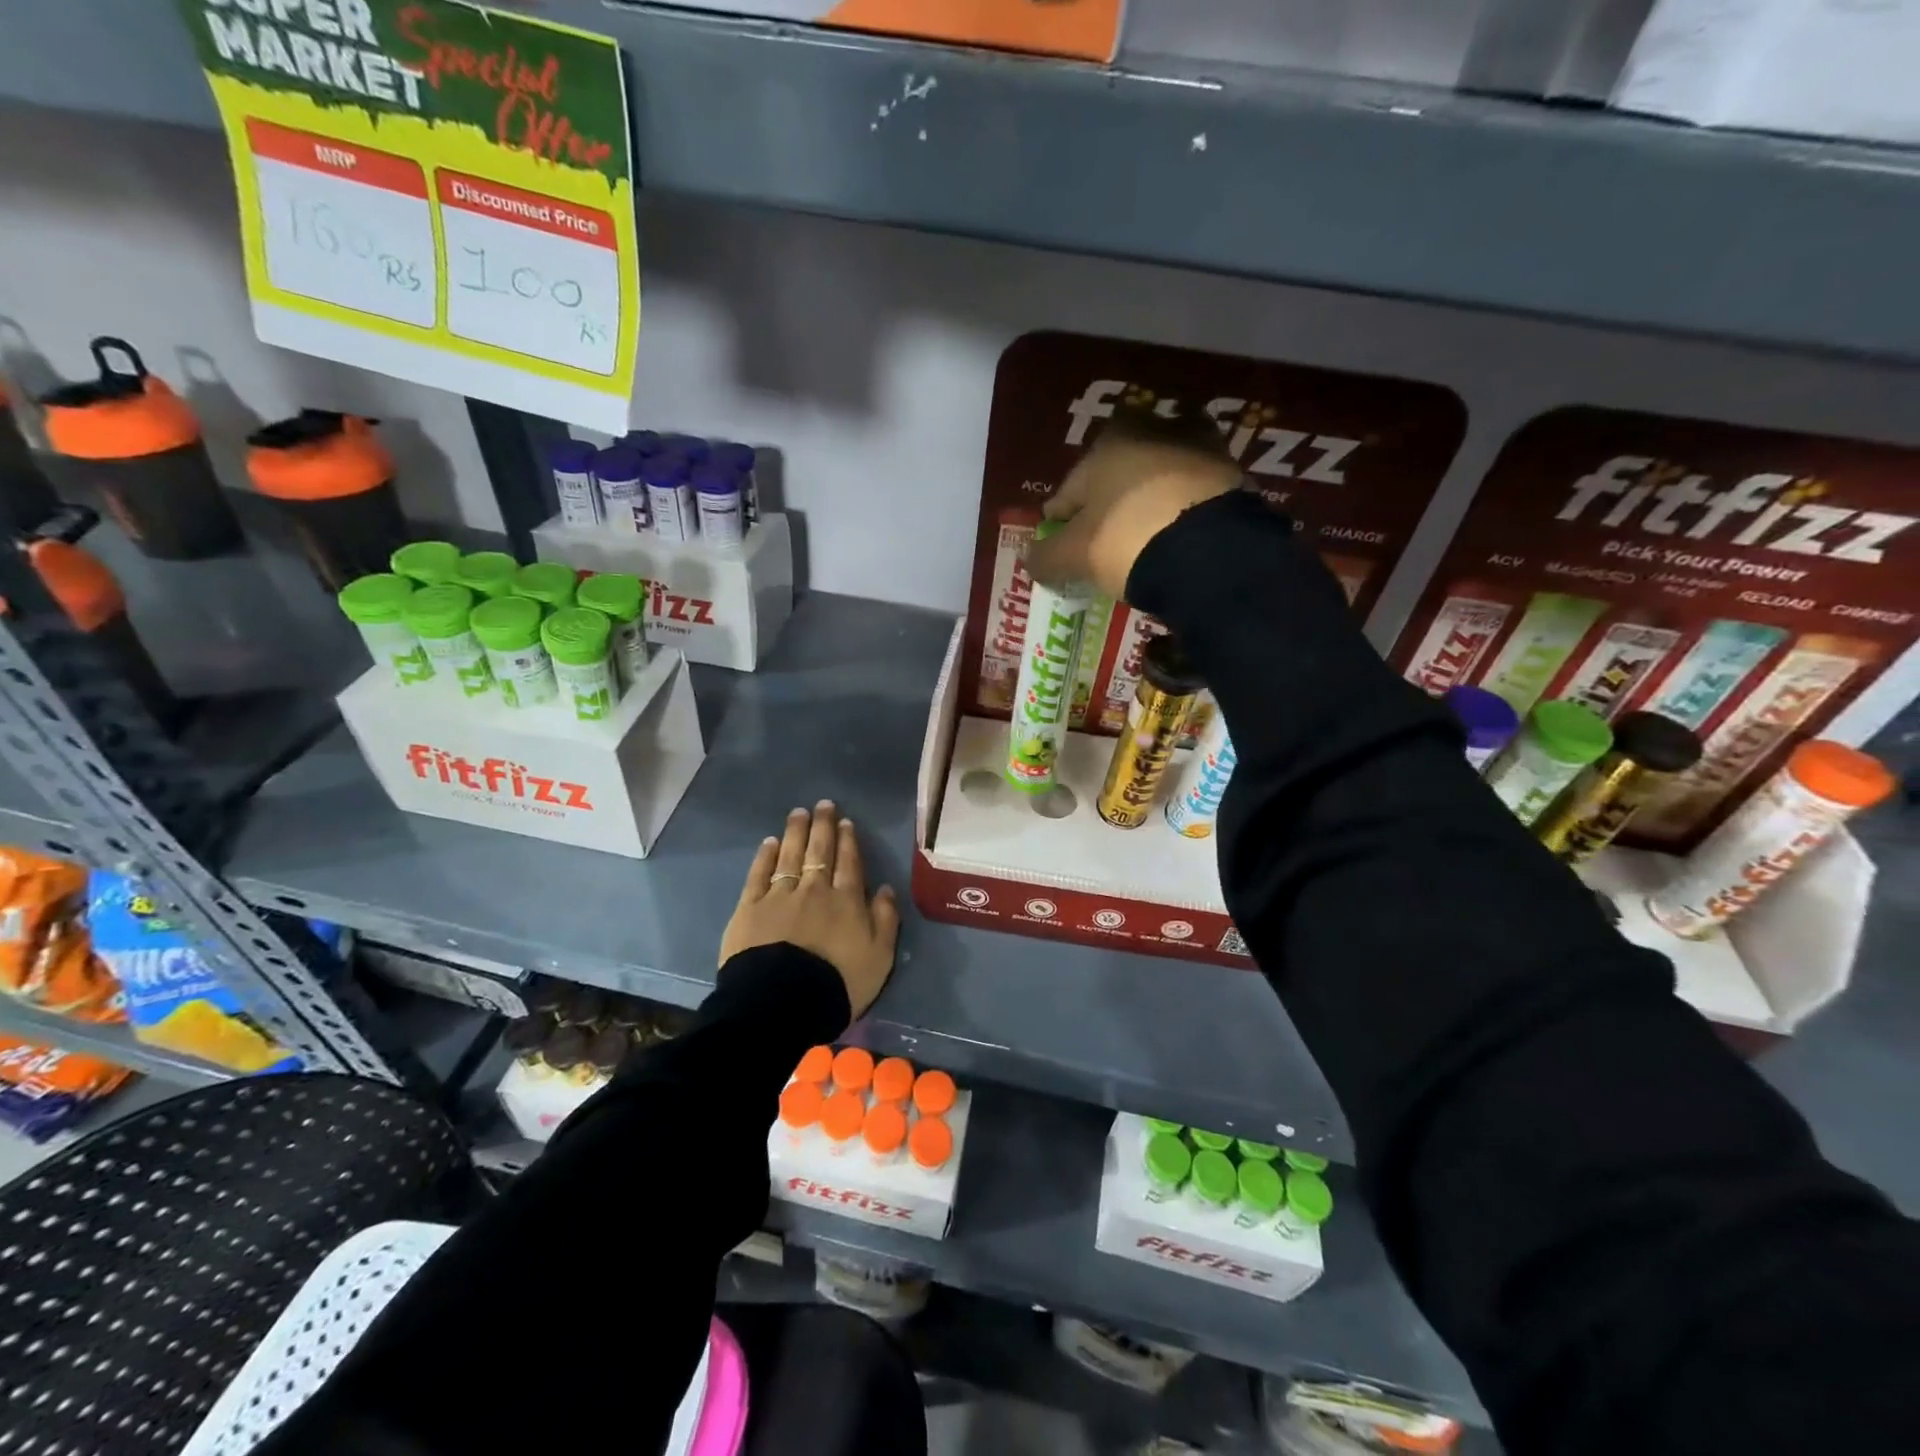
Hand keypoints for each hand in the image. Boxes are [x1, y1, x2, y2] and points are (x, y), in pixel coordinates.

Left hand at [720, 801, 900, 1019]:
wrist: (783, 1002)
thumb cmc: (838, 983)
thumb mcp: (879, 957)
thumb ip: (885, 920)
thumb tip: (884, 888)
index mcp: (847, 900)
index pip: (849, 863)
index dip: (847, 841)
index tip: (845, 821)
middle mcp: (815, 889)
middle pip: (820, 852)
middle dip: (822, 827)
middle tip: (823, 805)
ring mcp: (780, 896)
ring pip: (790, 855)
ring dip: (796, 832)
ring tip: (798, 813)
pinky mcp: (750, 908)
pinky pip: (759, 874)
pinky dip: (765, 856)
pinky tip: (770, 842)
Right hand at [1025, 410, 1241, 600]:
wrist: (1210, 551)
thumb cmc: (1127, 540)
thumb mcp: (1074, 556)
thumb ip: (1046, 556)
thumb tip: (1030, 559)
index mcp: (1106, 443)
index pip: (1070, 489)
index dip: (1061, 520)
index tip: (1060, 546)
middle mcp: (1152, 430)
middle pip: (1116, 476)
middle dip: (1108, 504)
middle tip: (1104, 543)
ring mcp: (1198, 447)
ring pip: (1158, 479)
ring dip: (1148, 501)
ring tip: (1144, 539)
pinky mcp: (1232, 471)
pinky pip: (1192, 493)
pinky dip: (1182, 509)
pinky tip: (1176, 536)